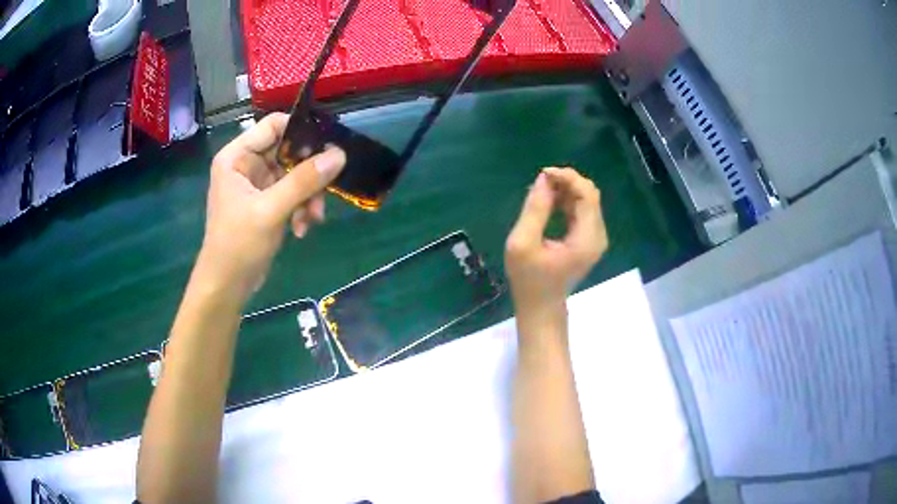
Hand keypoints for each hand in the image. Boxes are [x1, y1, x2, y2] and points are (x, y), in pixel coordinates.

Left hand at [196, 112, 345, 301]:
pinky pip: (293, 193)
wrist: (227, 286)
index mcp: (237, 156)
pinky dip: (302, 208)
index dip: (301, 132)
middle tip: (326, 190)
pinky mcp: (267, 203)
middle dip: (308, 174)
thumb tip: (339, 155)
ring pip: (295, 174)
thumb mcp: (271, 210)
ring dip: (308, 195)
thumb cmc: (238, 245)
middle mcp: (247, 164)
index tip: (327, 148)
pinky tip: (302, 228)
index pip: (273, 125)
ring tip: (313, 218)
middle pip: (288, 151)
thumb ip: (303, 181)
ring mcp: (258, 184)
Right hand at [505, 167, 607, 319]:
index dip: (568, 178)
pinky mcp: (588, 240)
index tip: (542, 174)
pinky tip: (548, 201)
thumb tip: (543, 179)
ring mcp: (594, 238)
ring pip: (586, 201)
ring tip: (541, 190)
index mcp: (587, 238)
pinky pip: (582, 211)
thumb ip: (534, 210)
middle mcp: (597, 235)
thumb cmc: (529, 280)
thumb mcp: (523, 243)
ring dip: (565, 190)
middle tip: (540, 181)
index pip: (587, 195)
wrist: (541, 307)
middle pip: (589, 195)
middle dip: (567, 181)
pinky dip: (566, 201)